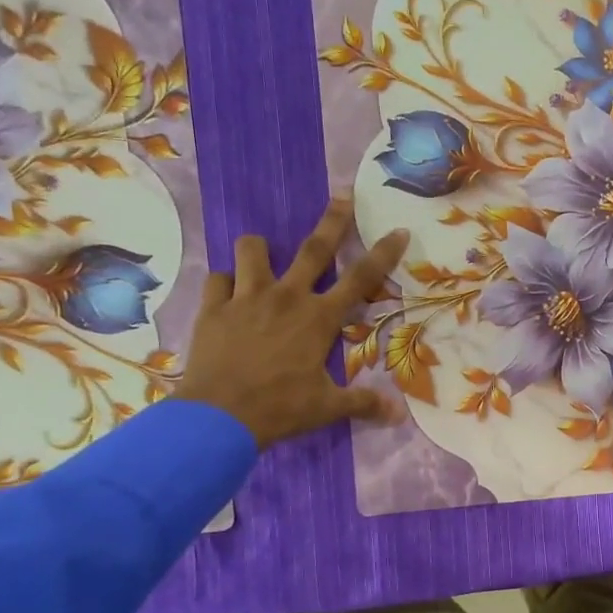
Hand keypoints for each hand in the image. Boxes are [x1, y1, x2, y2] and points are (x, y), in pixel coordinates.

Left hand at [176, 196, 409, 447]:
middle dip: (332, 221)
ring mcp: (246, 298)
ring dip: (260, 249)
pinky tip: (229, 294)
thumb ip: (363, 404)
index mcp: (319, 318)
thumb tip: (399, 417)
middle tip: (342, 196)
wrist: (219, 416)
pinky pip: (218, 279)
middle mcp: (286, 297)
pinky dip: (225, 283)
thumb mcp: (327, 408)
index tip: (398, 230)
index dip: (383, 253)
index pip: (361, 279)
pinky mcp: (213, 308)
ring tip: (263, 255)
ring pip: (252, 251)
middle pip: (313, 249)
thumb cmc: (281, 408)